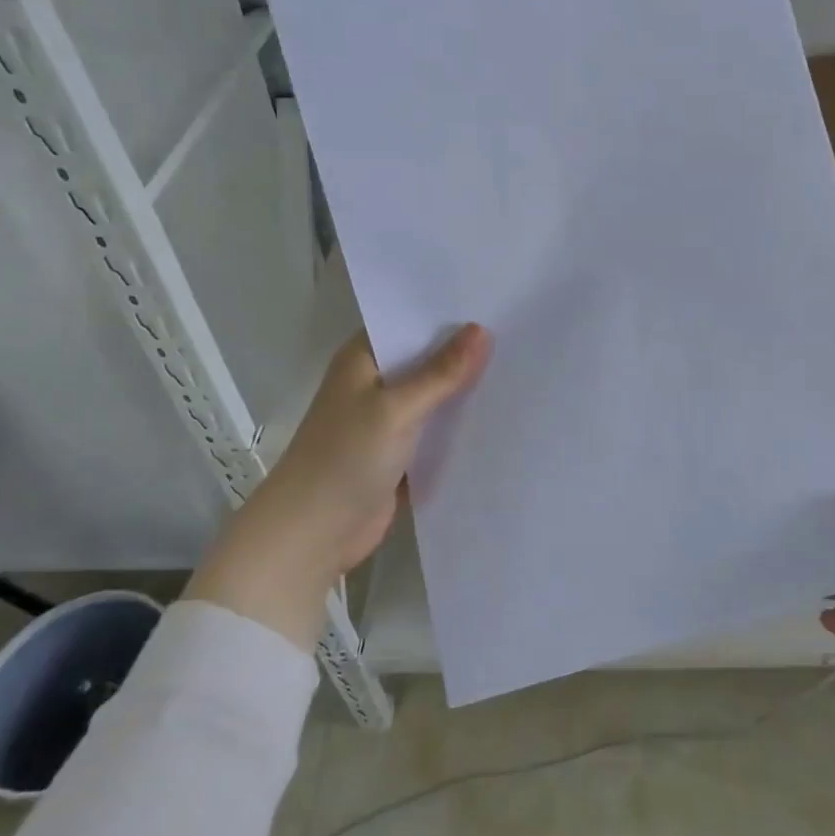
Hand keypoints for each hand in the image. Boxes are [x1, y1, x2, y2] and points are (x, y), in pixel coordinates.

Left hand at [185, 324, 490, 647]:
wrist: (313, 534)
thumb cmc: (345, 458)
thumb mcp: (396, 409)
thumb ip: (440, 373)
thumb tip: (481, 330)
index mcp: (364, 360)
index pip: (410, 323)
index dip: (448, 315)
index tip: (496, 301)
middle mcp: (375, 385)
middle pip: (426, 361)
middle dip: (465, 354)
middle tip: (522, 337)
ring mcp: (387, 422)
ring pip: (434, 399)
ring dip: (465, 393)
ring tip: (521, 372)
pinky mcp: (400, 456)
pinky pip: (437, 434)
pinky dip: (460, 429)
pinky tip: (501, 419)